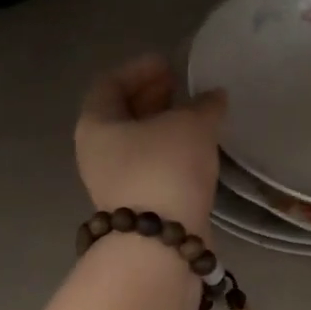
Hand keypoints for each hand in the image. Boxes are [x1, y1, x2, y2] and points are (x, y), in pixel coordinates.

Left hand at [76, 55, 226, 236]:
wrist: (161, 245)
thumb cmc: (165, 169)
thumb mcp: (190, 125)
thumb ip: (203, 105)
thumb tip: (213, 97)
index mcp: (97, 125)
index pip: (109, 83)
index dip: (139, 69)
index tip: (169, 64)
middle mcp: (98, 153)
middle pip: (121, 113)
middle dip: (152, 97)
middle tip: (181, 86)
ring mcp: (115, 182)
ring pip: (138, 143)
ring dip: (164, 126)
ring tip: (195, 115)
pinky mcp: (137, 205)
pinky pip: (152, 166)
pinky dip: (171, 151)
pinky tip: (197, 149)